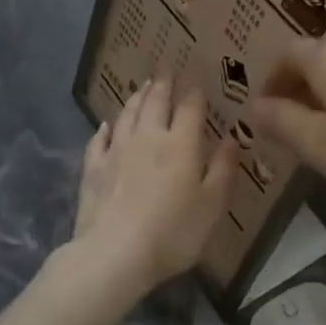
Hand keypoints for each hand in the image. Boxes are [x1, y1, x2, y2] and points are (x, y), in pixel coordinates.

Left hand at [71, 80, 237, 295]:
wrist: (115, 253)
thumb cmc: (173, 232)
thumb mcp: (212, 205)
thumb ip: (223, 169)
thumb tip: (232, 138)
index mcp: (181, 144)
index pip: (190, 108)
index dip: (195, 92)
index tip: (197, 80)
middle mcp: (148, 137)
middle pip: (155, 103)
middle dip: (163, 85)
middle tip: (166, 71)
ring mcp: (117, 150)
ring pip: (127, 114)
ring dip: (137, 98)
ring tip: (142, 87)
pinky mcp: (94, 168)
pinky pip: (100, 139)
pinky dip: (106, 128)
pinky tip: (107, 125)